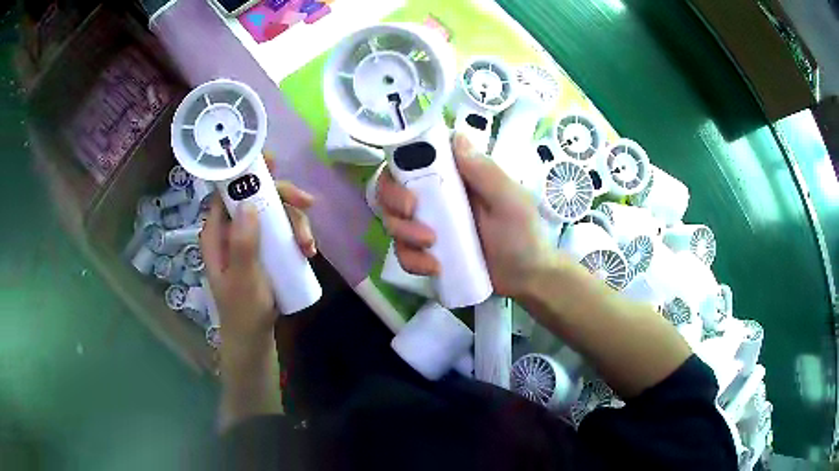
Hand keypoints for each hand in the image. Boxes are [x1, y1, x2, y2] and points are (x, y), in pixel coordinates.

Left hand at [200, 182, 316, 344]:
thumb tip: (250, 203)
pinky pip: (283, 231)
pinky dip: (298, 235)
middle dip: (284, 200)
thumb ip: (242, 245)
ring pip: (274, 214)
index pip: (227, 192)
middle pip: (258, 198)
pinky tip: (308, 252)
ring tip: (309, 248)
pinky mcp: (265, 249)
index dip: (246, 174)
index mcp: (217, 234)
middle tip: (309, 206)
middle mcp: (232, 231)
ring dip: (296, 223)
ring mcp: (250, 240)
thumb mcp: (243, 280)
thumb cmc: (243, 312)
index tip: (271, 164)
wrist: (254, 338)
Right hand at [377, 134, 553, 297]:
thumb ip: (485, 171)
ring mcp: (429, 225)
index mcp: (455, 177)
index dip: (399, 167)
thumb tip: (457, 136)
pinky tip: (434, 268)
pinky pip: (403, 253)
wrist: (526, 279)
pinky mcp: (427, 253)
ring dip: (404, 234)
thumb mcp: (510, 201)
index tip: (408, 184)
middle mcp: (436, 197)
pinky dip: (412, 261)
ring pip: (393, 221)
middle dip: (394, 201)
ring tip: (431, 247)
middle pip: (392, 189)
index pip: (414, 159)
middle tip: (412, 213)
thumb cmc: (524, 234)